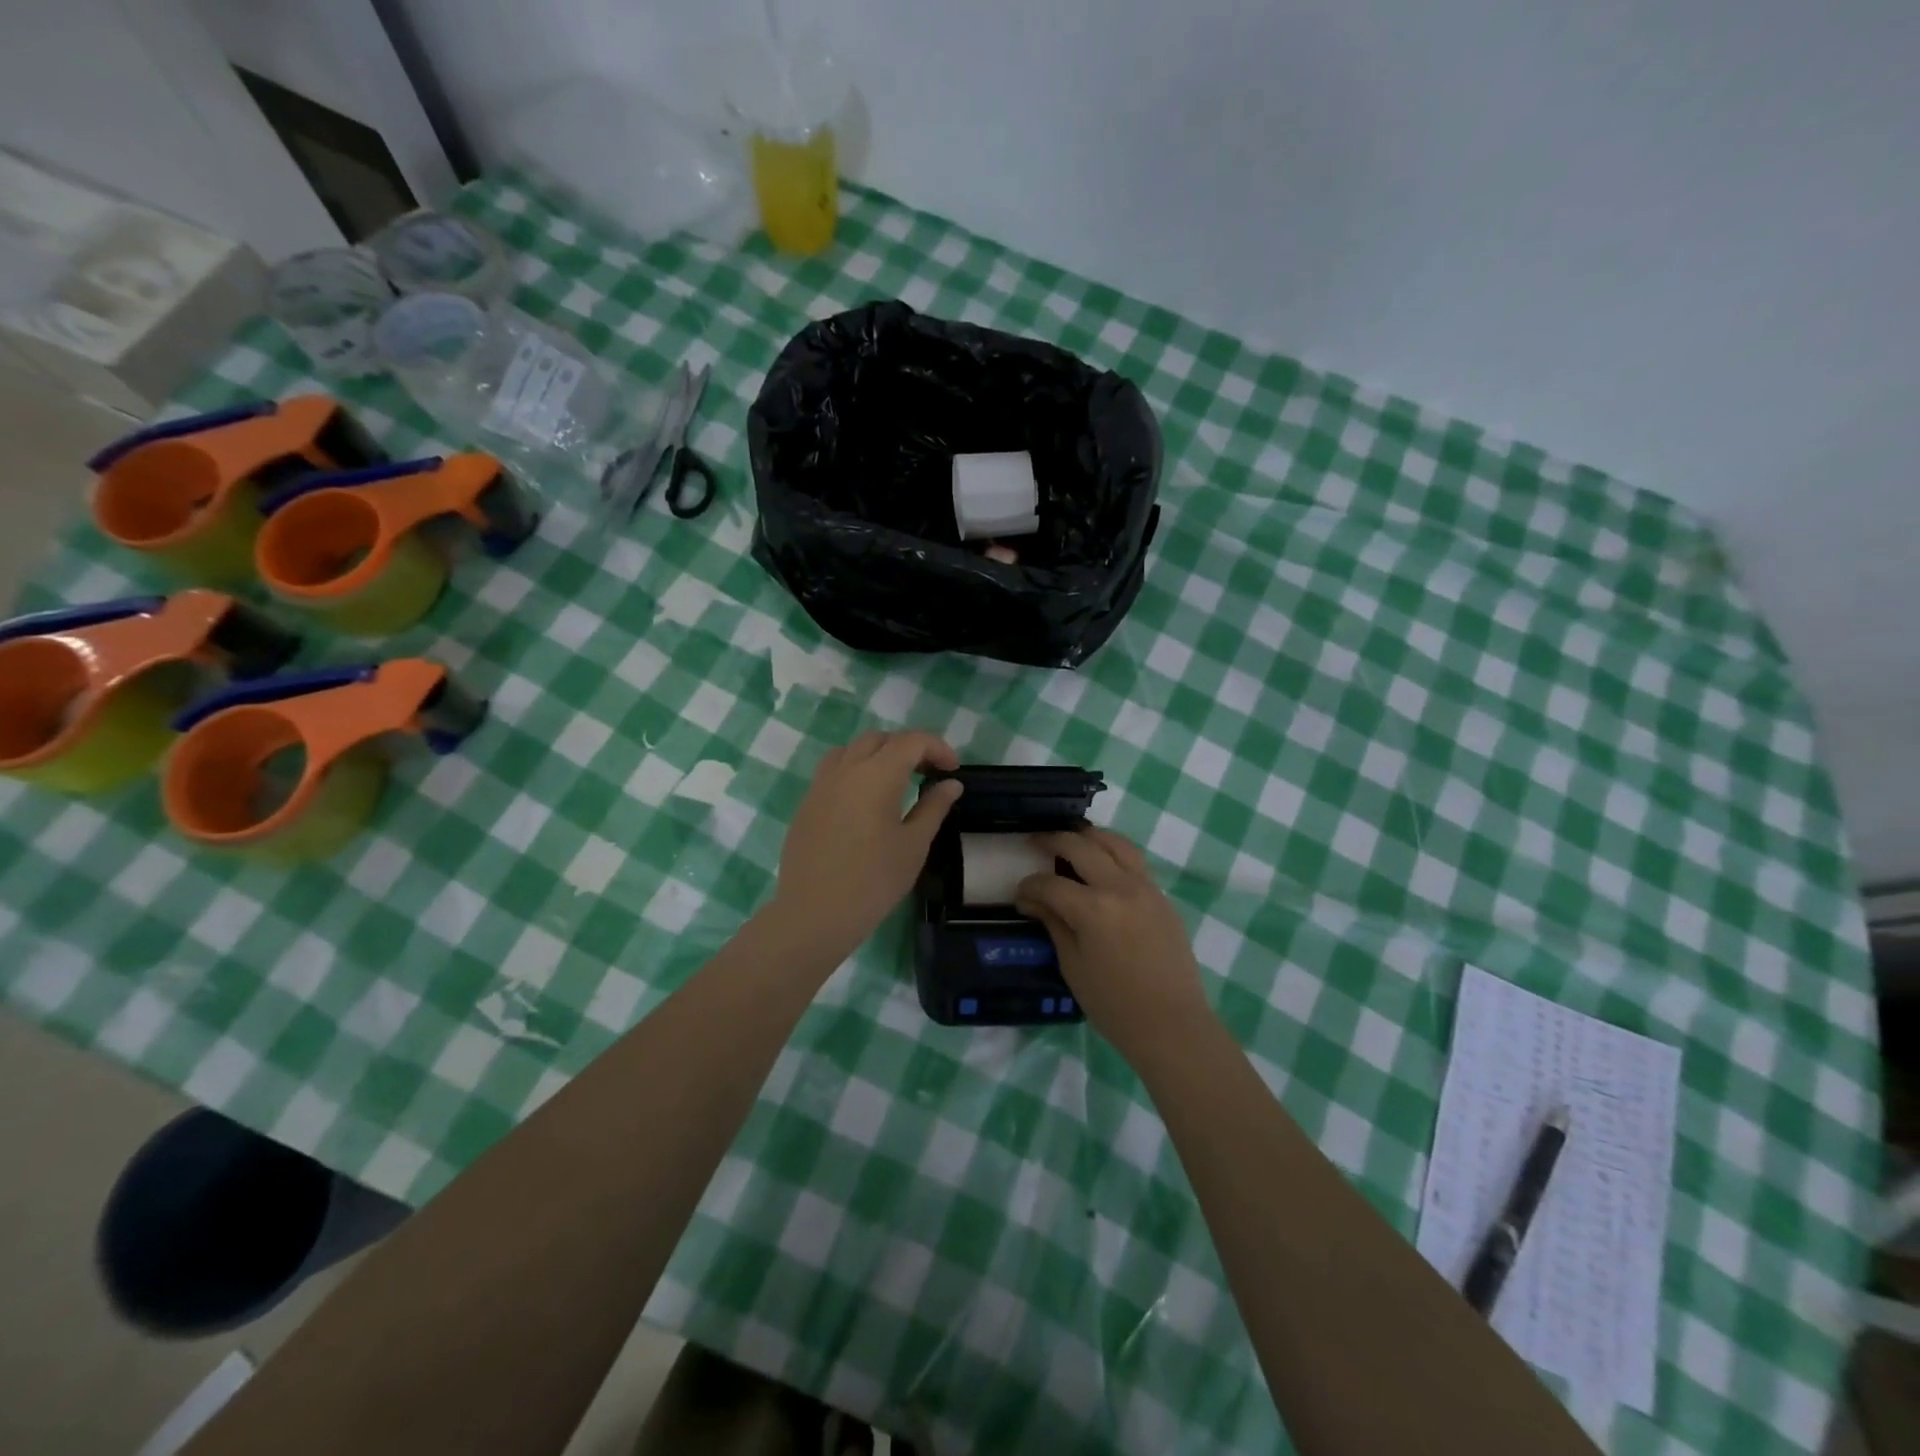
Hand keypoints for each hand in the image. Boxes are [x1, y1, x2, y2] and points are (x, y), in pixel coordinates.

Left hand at [767, 730, 964, 963]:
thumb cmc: (873, 881)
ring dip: (878, 754)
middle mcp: (846, 769)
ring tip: (895, 781)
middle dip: (908, 748)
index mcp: (877, 775)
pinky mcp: (807, 803)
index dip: (937, 748)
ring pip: (852, 750)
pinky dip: (855, 770)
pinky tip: (865, 800)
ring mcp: (821, 784)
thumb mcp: (914, 845)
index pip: (911, 741)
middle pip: (880, 739)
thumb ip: (934, 807)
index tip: (952, 771)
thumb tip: (951, 784)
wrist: (815, 913)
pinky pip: (833, 770)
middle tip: (928, 773)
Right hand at [1016, 826, 1211, 1058]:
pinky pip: (1134, 859)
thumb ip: (1053, 924)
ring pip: (1114, 842)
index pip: (1051, 884)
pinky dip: (1113, 851)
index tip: (1020, 894)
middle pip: (1081, 846)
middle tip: (1035, 842)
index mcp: (1093, 909)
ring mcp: (1145, 887)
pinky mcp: (1161, 895)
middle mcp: (1120, 887)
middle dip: (1053, 840)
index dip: (1029, 886)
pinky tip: (1100, 861)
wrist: (1171, 1024)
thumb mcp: (1073, 966)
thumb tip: (1031, 900)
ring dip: (1088, 836)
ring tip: (1071, 839)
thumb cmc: (1114, 1005)